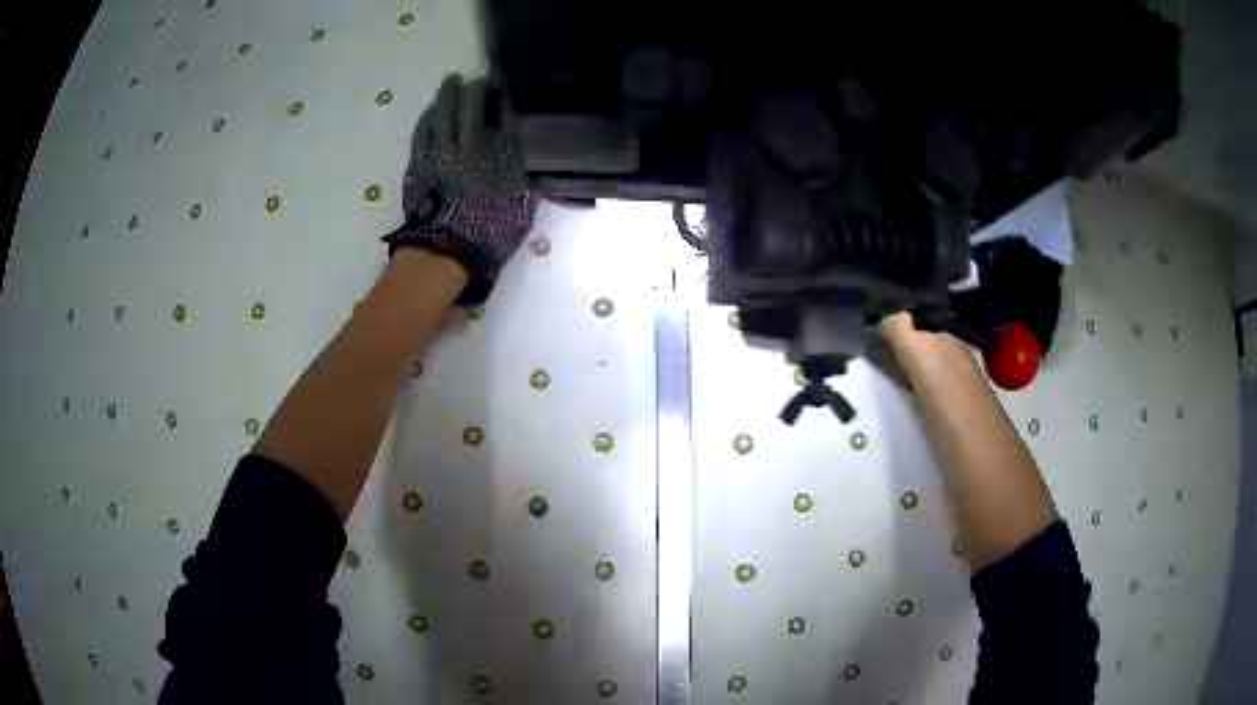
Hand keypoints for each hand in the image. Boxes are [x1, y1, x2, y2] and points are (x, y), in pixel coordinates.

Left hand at [383, 74, 535, 303]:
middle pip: (474, 105)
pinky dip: (427, 118)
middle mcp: (473, 144)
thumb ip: (528, 181)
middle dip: (477, 89)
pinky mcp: (420, 161)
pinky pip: (422, 132)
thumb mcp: (523, 208)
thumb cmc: (490, 234)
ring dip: (449, 94)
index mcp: (502, 154)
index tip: (508, 86)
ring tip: (452, 81)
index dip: (506, 97)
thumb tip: (536, 166)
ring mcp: (443, 150)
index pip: (506, 115)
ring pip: (445, 113)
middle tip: (480, 79)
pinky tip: (430, 110)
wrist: (447, 250)